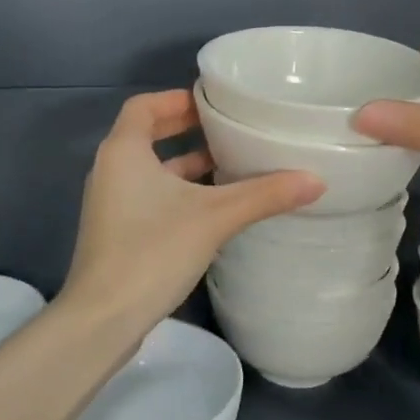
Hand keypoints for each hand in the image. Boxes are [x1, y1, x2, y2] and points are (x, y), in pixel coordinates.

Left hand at [63, 90, 322, 323]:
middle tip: (227, 128)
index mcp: (123, 151)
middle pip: (146, 135)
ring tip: (230, 163)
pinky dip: (177, 191)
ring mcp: (111, 204)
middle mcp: (111, 170)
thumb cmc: (152, 251)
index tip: (212, 102)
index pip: (144, 106)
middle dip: (185, 129)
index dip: (176, 99)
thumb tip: (316, 179)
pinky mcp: (117, 233)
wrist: (103, 319)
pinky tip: (213, 207)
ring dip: (185, 163)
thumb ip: (264, 195)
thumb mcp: (214, 217)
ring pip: (150, 169)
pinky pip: (148, 195)